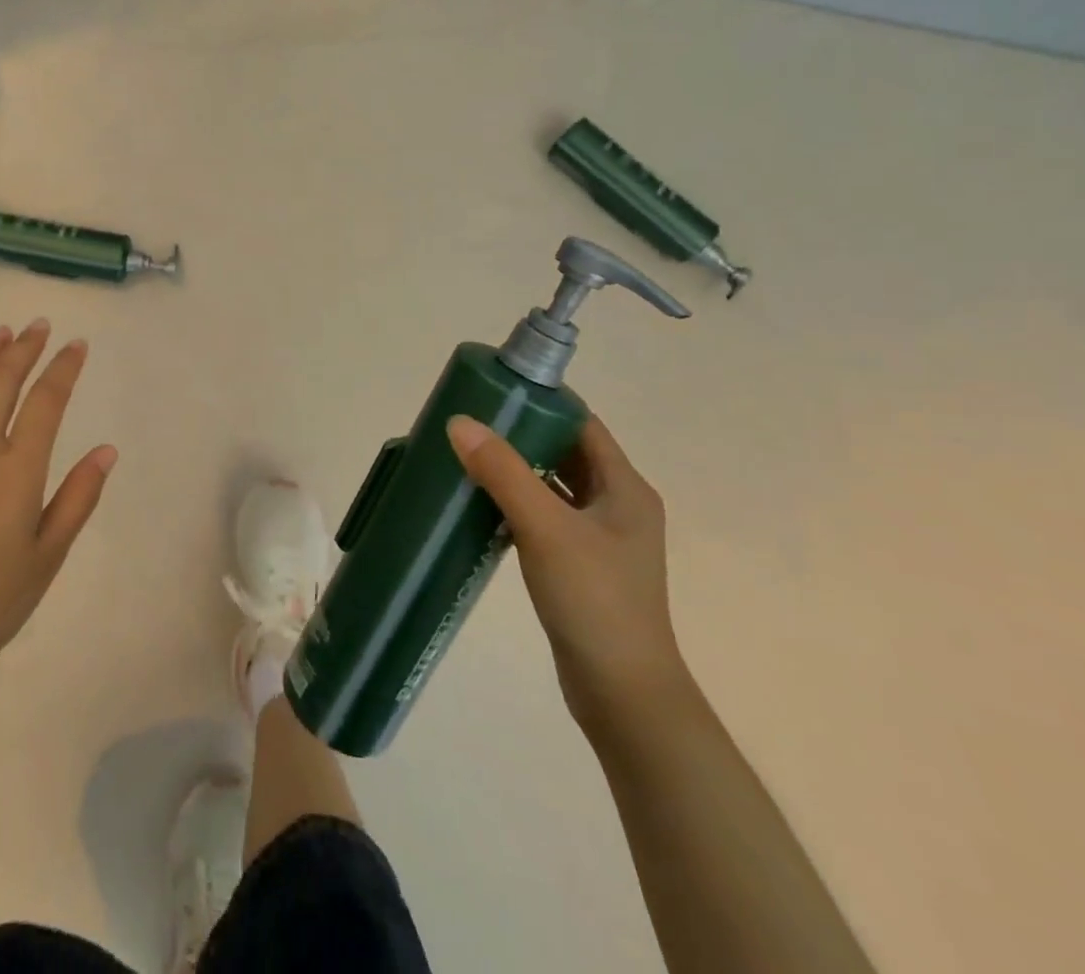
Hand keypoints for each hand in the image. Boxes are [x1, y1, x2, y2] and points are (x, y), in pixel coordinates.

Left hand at [0, 321, 116, 669]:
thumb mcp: (49, 555)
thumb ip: (78, 497)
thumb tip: (106, 450)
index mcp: (16, 472)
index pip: (46, 402)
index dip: (64, 368)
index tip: (77, 345)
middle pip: (0, 382)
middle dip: (24, 349)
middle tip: (40, 326)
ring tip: (2, 334)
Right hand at [447, 414, 690, 733]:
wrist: (623, 694)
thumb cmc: (595, 601)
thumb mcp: (546, 529)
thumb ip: (503, 473)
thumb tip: (460, 422)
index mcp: (624, 488)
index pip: (582, 424)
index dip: (542, 402)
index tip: (494, 389)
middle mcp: (616, 505)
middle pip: (564, 451)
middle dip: (519, 433)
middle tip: (469, 421)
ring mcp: (599, 538)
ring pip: (551, 485)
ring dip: (514, 469)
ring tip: (466, 454)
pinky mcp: (579, 564)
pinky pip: (542, 516)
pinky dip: (514, 502)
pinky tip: (479, 504)